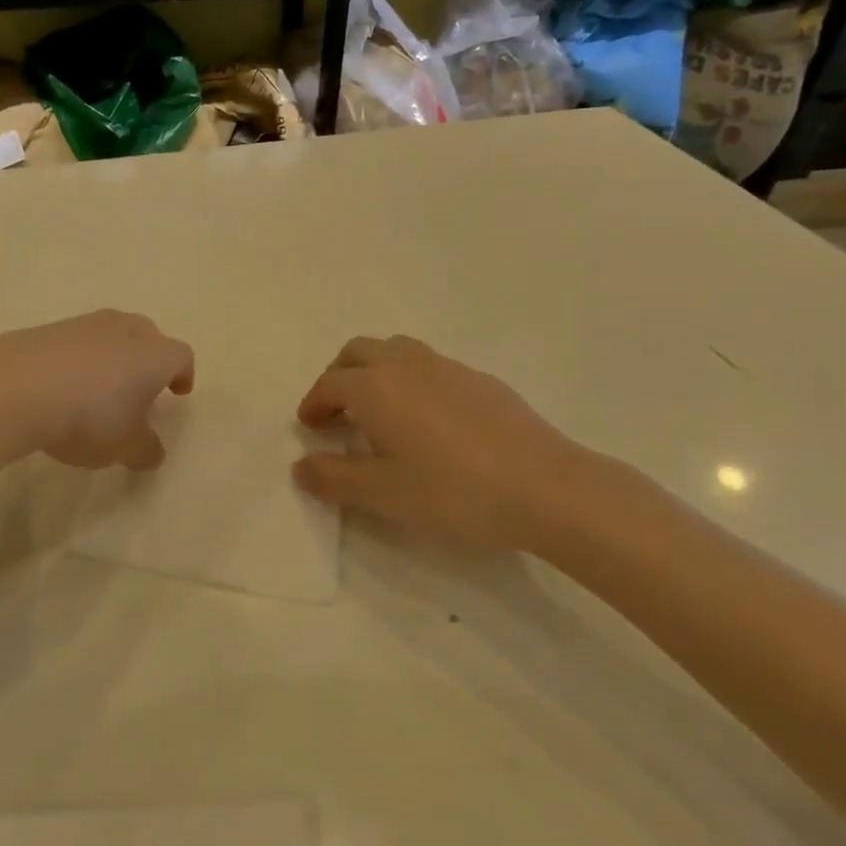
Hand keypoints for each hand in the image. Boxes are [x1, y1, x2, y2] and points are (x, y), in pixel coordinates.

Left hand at [0, 311, 194, 470]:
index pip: (181, 356)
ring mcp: (85, 324)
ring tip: (98, 389)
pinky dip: (77, 359)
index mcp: (154, 354)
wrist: (15, 387)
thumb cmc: (88, 417)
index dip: (182, 374)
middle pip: (148, 337)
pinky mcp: (48, 328)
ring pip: (110, 336)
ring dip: (111, 358)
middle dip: (148, 360)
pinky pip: (75, 342)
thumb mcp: (124, 446)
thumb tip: (153, 451)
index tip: (177, 392)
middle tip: (139, 388)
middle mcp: (125, 330)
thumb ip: (145, 449)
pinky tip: (62, 386)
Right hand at [293, 336, 610, 555]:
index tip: (310, 427)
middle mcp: (407, 365)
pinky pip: (432, 367)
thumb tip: (300, 466)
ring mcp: (449, 368)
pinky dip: (412, 381)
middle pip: (359, 352)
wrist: (545, 488)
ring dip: (376, 371)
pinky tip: (429, 421)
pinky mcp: (482, 380)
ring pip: (397, 351)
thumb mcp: (382, 494)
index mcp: (375, 387)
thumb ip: (333, 478)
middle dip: (339, 375)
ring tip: (380, 410)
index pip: (330, 383)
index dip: (314, 403)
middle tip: (337, 411)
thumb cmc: (452, 491)